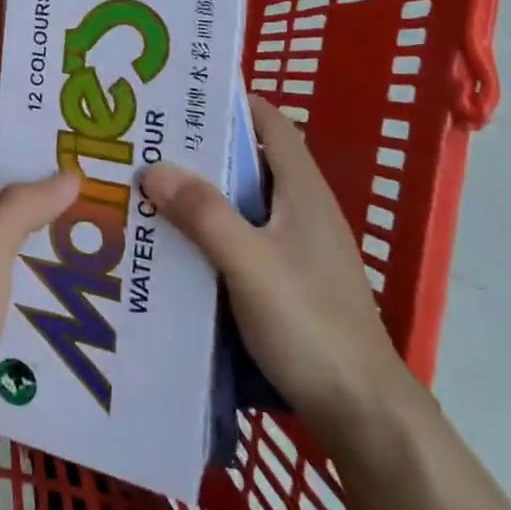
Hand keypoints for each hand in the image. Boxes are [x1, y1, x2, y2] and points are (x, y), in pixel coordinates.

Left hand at [0, 110, 78, 449]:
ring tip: (104, 186)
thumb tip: (69, 171)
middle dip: (40, 149)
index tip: (36, 79)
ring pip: (19, 214)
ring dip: (52, 198)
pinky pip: (28, 255)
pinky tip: (88, 252)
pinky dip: (54, 244)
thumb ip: (20, 210)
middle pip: (3, 173)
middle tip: (93, 135)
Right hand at [142, 94, 410, 441]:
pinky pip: (240, 237)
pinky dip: (208, 229)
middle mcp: (301, 210)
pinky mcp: (287, 280)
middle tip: (147, 140)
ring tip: (147, 185)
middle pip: (249, 160)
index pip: (270, 123)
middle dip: (201, 148)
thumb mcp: (250, 265)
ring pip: (241, 202)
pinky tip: (173, 242)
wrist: (363, 415)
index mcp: (302, 191)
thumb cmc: (312, 326)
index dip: (231, 101)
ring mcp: (296, 248)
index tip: (180, 94)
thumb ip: (204, 214)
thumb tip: (153, 167)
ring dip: (200, 192)